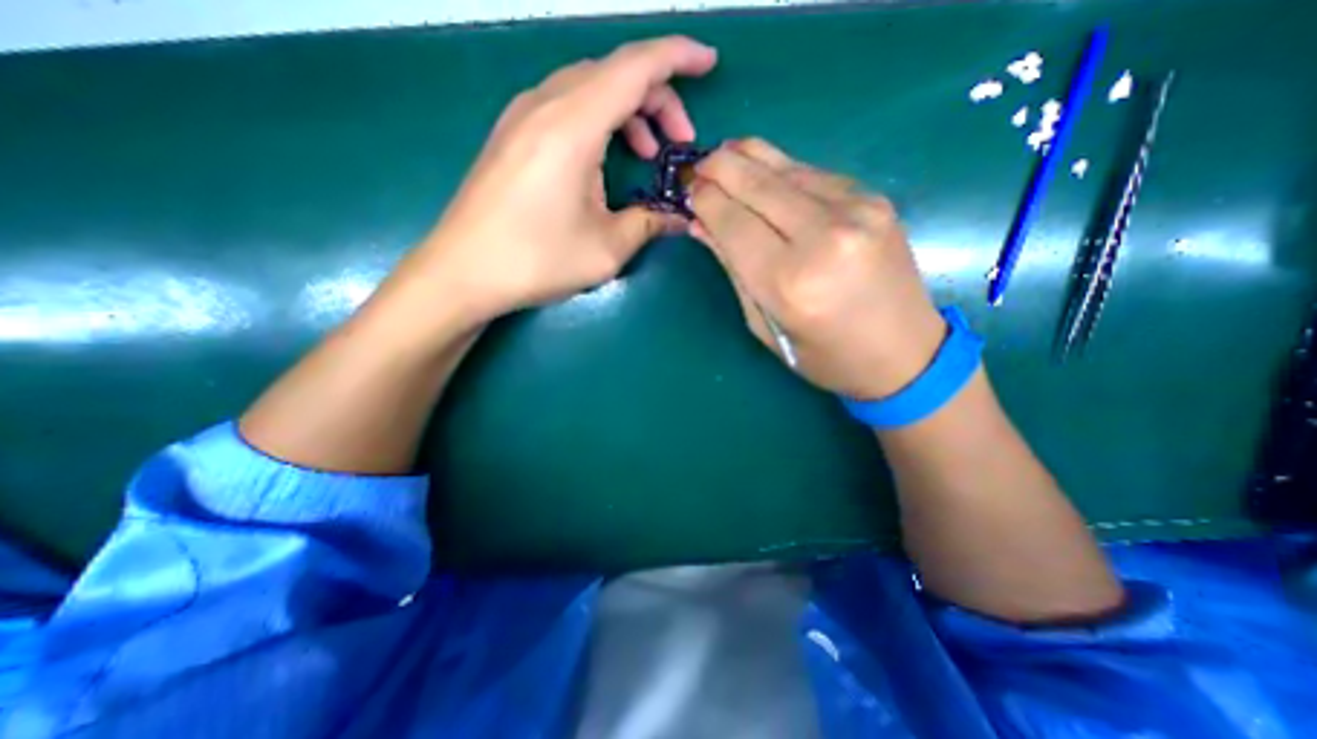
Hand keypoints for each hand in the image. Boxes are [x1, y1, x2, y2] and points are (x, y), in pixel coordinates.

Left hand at [400, 34, 719, 326]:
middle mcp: (545, 105)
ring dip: (627, 110)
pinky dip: (599, 120)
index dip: (678, 56)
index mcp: (572, 126)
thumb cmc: (536, 260)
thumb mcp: (606, 249)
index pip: (635, 67)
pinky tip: (605, 158)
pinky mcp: (512, 134)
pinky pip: (566, 105)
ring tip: (647, 152)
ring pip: (589, 87)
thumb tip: (679, 218)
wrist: (463, 272)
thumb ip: (649, 224)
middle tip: (679, 142)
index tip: (709, 62)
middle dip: (657, 98)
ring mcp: (522, 116)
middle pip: (613, 73)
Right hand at [690, 135, 946, 396]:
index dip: (705, 201)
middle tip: (697, 164)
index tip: (687, 191)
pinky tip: (765, 174)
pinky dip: (782, 170)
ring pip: (786, 169)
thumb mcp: (764, 325)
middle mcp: (823, 238)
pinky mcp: (874, 199)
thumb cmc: (823, 356)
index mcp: (789, 283)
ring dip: (749, 158)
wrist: (904, 354)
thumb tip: (702, 226)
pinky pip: (814, 174)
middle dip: (719, 167)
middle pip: (757, 185)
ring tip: (724, 155)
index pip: (733, 222)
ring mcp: (856, 211)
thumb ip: (733, 270)